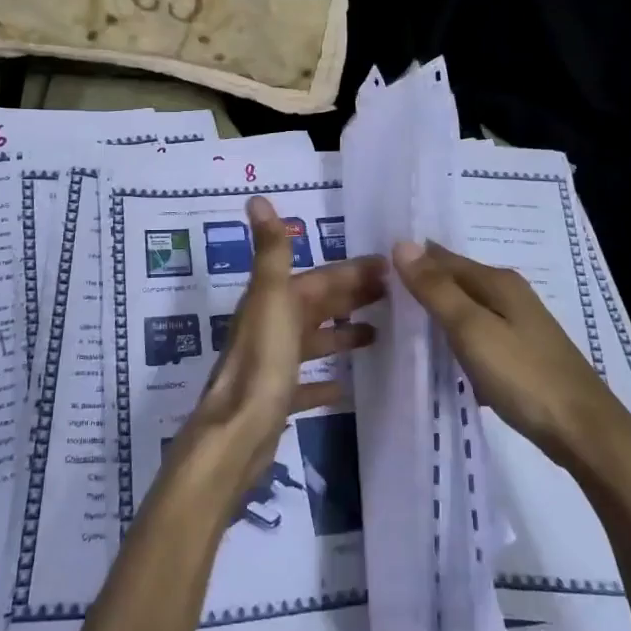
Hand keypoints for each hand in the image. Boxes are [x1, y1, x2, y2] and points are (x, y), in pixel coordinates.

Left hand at [174, 196, 384, 499]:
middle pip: (316, 306)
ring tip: (378, 334)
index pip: (318, 278)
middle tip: (393, 296)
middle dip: (351, 297)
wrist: (237, 432)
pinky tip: (345, 388)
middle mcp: (269, 328)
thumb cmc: (261, 361)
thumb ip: (271, 250)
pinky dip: (323, 382)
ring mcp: (272, 365)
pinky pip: (305, 385)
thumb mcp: (271, 298)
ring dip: (341, 334)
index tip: (388, 267)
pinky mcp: (276, 399)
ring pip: (312, 342)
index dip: (350, 271)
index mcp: (272, 302)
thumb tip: (256, 198)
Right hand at [392, 241, 617, 468]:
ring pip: (467, 309)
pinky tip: (441, 357)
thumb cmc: (524, 376)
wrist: (585, 432)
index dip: (411, 262)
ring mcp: (519, 326)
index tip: (373, 271)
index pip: (442, 258)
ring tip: (400, 325)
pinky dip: (456, 339)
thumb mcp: (472, 330)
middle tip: (379, 297)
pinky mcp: (522, 354)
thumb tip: (401, 244)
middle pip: (456, 281)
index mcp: (498, 282)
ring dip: (438, 314)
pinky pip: (478, 334)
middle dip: (423, 285)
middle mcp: (510, 295)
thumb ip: (436, 289)